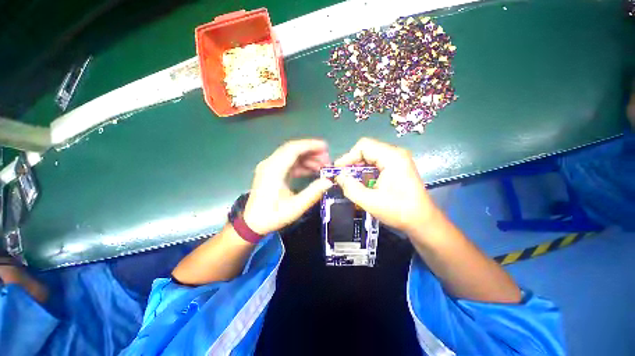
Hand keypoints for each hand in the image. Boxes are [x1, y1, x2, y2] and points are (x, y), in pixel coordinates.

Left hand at [243, 139, 333, 234]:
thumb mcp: (295, 207)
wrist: (252, 223)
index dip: (310, 145)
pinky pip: (288, 163)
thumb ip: (313, 193)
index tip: (325, 147)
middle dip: (311, 151)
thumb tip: (329, 181)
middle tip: (326, 159)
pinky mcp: (271, 172)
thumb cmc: (272, 216)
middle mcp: (270, 164)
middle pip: (292, 149)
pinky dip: (300, 164)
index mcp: (274, 170)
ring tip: (322, 166)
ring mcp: (269, 167)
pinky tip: (311, 170)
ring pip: (291, 155)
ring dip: (307, 158)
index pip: (293, 149)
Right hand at [334, 138, 437, 235]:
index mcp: (392, 157)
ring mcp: (398, 159)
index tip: (338, 170)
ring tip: (350, 180)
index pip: (364, 146)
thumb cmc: (399, 211)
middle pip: (367, 149)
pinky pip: (377, 162)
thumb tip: (339, 177)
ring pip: (371, 156)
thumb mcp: (370, 202)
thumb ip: (351, 188)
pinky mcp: (398, 166)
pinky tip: (362, 182)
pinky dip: (366, 170)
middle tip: (343, 176)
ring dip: (359, 167)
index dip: (348, 157)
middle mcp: (396, 153)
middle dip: (352, 162)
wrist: (423, 221)